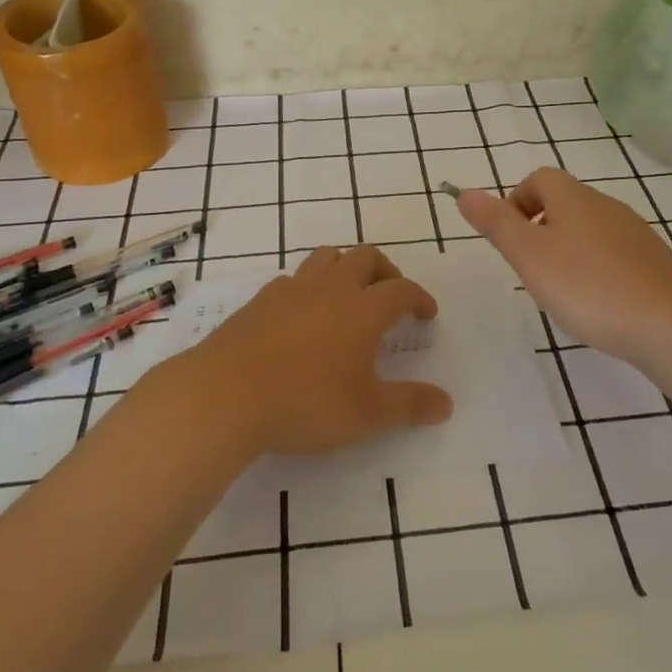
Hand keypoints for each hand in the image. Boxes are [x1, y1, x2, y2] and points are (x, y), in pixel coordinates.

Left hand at [159, 245, 452, 457]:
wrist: (224, 395)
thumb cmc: (305, 403)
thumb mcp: (367, 414)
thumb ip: (410, 405)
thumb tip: (447, 404)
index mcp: (363, 310)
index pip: (402, 289)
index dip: (419, 298)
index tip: (426, 314)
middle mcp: (331, 288)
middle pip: (366, 257)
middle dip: (386, 270)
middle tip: (391, 295)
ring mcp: (292, 290)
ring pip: (327, 257)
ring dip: (346, 266)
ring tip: (349, 292)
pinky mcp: (260, 300)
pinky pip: (293, 278)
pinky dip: (309, 285)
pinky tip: (303, 312)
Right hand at [457, 168, 671, 363]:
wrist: (667, 323)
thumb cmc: (586, 285)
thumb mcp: (529, 255)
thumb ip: (496, 223)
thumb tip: (465, 192)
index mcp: (574, 198)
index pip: (538, 178)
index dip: (516, 201)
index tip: (509, 238)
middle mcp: (606, 206)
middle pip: (564, 203)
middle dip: (540, 228)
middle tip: (529, 269)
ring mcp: (635, 233)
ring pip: (589, 229)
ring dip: (568, 249)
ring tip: (560, 290)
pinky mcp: (654, 262)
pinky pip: (613, 254)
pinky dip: (596, 269)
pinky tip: (596, 302)